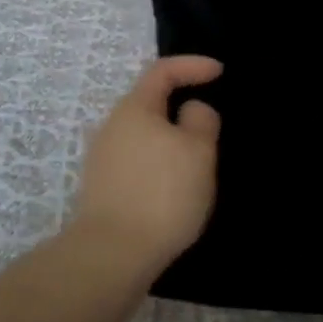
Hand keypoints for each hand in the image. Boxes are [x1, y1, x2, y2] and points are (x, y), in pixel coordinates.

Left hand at [70, 56, 222, 273]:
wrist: (112, 255)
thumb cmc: (162, 194)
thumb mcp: (198, 151)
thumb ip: (201, 120)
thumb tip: (190, 110)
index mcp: (134, 108)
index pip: (163, 70)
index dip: (193, 65)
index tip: (220, 72)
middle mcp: (112, 126)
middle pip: (150, 103)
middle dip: (181, 107)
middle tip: (211, 124)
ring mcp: (103, 159)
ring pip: (144, 136)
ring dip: (171, 141)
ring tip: (197, 161)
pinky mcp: (103, 189)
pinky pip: (138, 162)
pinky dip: (159, 164)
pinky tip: (175, 188)